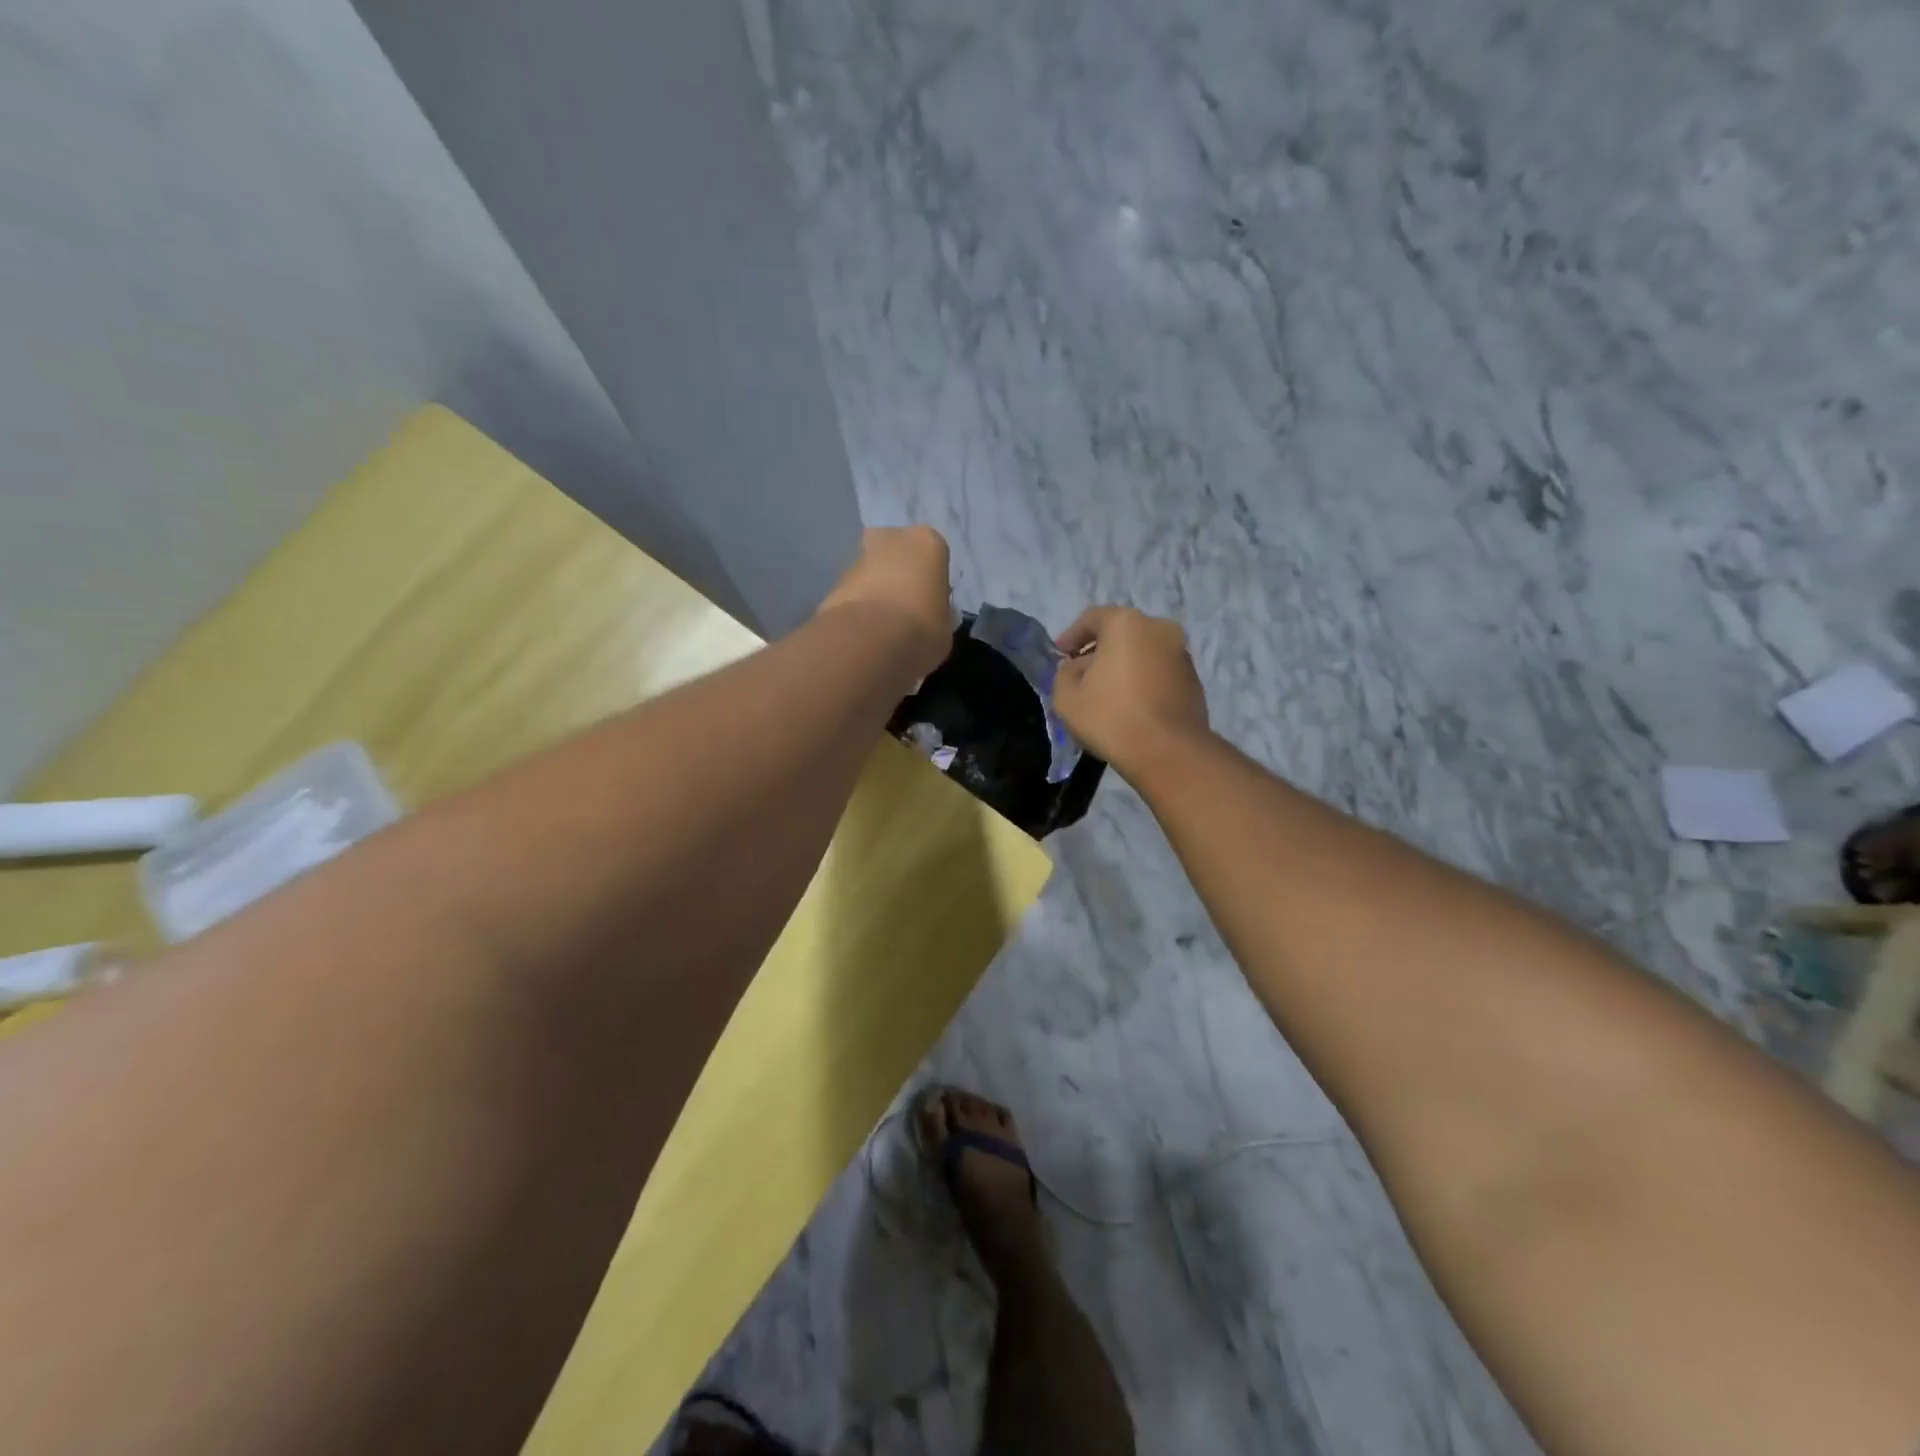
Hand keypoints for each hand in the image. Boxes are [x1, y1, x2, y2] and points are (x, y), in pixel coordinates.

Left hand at [816, 526, 953, 678]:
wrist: (868, 643)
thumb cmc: (922, 629)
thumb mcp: (945, 625)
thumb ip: (937, 611)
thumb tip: (928, 615)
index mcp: (927, 542)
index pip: (934, 555)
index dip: (931, 580)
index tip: (931, 602)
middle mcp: (891, 538)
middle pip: (896, 552)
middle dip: (898, 573)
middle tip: (905, 607)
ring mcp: (858, 558)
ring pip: (871, 572)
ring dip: (876, 591)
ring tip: (883, 627)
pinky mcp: (834, 583)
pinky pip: (853, 594)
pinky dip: (858, 608)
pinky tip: (865, 633)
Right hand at [1053, 606, 1209, 775]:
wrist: (1169, 752)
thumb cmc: (1111, 717)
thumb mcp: (1067, 698)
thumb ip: (1063, 675)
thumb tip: (1073, 668)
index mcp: (1126, 623)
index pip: (1092, 618)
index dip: (1071, 636)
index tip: (1060, 656)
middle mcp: (1159, 629)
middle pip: (1120, 634)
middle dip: (1098, 652)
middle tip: (1080, 676)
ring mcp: (1181, 654)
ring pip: (1142, 652)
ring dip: (1122, 667)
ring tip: (1105, 695)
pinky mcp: (1194, 680)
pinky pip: (1159, 672)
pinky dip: (1142, 681)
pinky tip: (1130, 706)